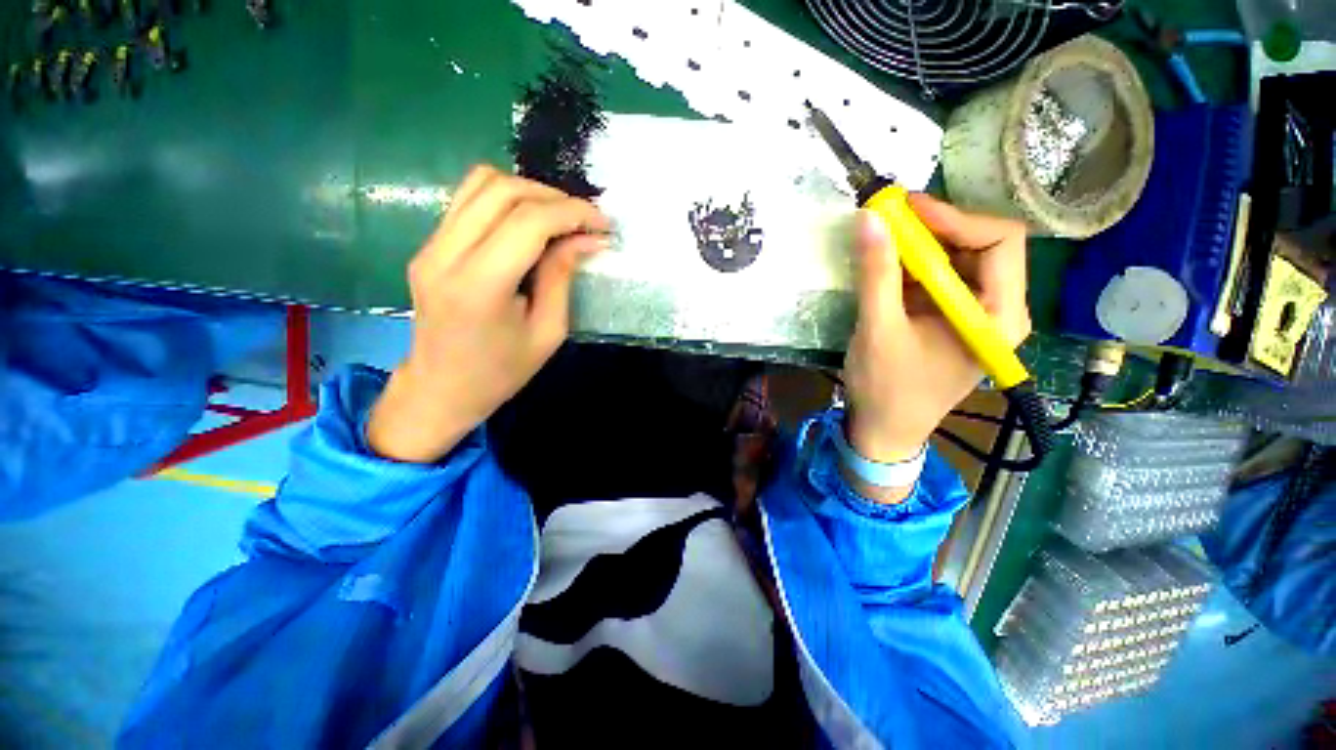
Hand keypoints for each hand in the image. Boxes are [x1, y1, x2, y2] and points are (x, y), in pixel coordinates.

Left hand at [367, 165, 609, 462]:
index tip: (603, 223)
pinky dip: (506, 200)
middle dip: (554, 197)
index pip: (528, 222)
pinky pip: (468, 200)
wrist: (441, 389)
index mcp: (480, 286)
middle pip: (502, 191)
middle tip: (585, 220)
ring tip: (560, 217)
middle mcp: (446, 254)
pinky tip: (530, 223)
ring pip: (481, 184)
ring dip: (529, 192)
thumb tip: (587, 238)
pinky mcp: (428, 245)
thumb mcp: (547, 332)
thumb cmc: (502, 372)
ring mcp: (430, 246)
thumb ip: (562, 277)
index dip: (572, 213)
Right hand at [842, 193, 1030, 501]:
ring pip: (956, 261)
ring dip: (919, 246)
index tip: (906, 209)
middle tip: (889, 218)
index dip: (955, 218)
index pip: (1000, 242)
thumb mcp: (878, 330)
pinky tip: (883, 265)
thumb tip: (869, 218)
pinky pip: (937, 281)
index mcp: (998, 316)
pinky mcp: (948, 321)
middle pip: (980, 246)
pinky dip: (910, 267)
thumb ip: (876, 274)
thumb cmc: (887, 388)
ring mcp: (971, 315)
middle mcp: (996, 309)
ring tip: (881, 237)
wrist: (884, 430)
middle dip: (935, 228)